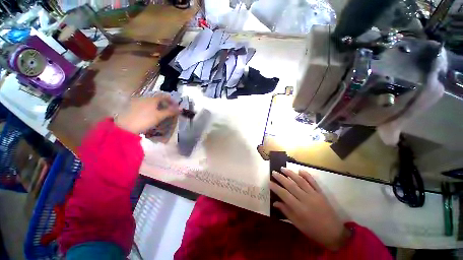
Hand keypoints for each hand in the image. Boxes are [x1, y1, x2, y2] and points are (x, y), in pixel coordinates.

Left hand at [115, 95, 179, 133]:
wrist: (124, 127)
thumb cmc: (145, 120)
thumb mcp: (159, 116)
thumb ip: (170, 111)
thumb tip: (181, 108)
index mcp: (152, 98)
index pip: (164, 96)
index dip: (171, 100)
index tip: (176, 106)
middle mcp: (144, 97)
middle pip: (157, 98)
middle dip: (164, 103)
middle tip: (169, 110)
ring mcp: (136, 101)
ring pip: (150, 101)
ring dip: (157, 106)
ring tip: (160, 113)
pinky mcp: (131, 106)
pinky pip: (144, 105)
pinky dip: (150, 108)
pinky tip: (150, 114)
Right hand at [269, 168, 350, 250]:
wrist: (334, 233)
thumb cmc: (313, 230)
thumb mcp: (298, 224)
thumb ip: (286, 212)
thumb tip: (275, 203)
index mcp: (299, 209)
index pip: (284, 195)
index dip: (276, 187)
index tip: (269, 182)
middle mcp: (306, 199)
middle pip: (291, 185)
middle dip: (281, 178)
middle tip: (274, 172)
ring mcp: (314, 195)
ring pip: (301, 181)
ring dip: (291, 174)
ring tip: (283, 168)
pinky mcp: (321, 193)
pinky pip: (313, 182)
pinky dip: (307, 175)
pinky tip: (300, 170)